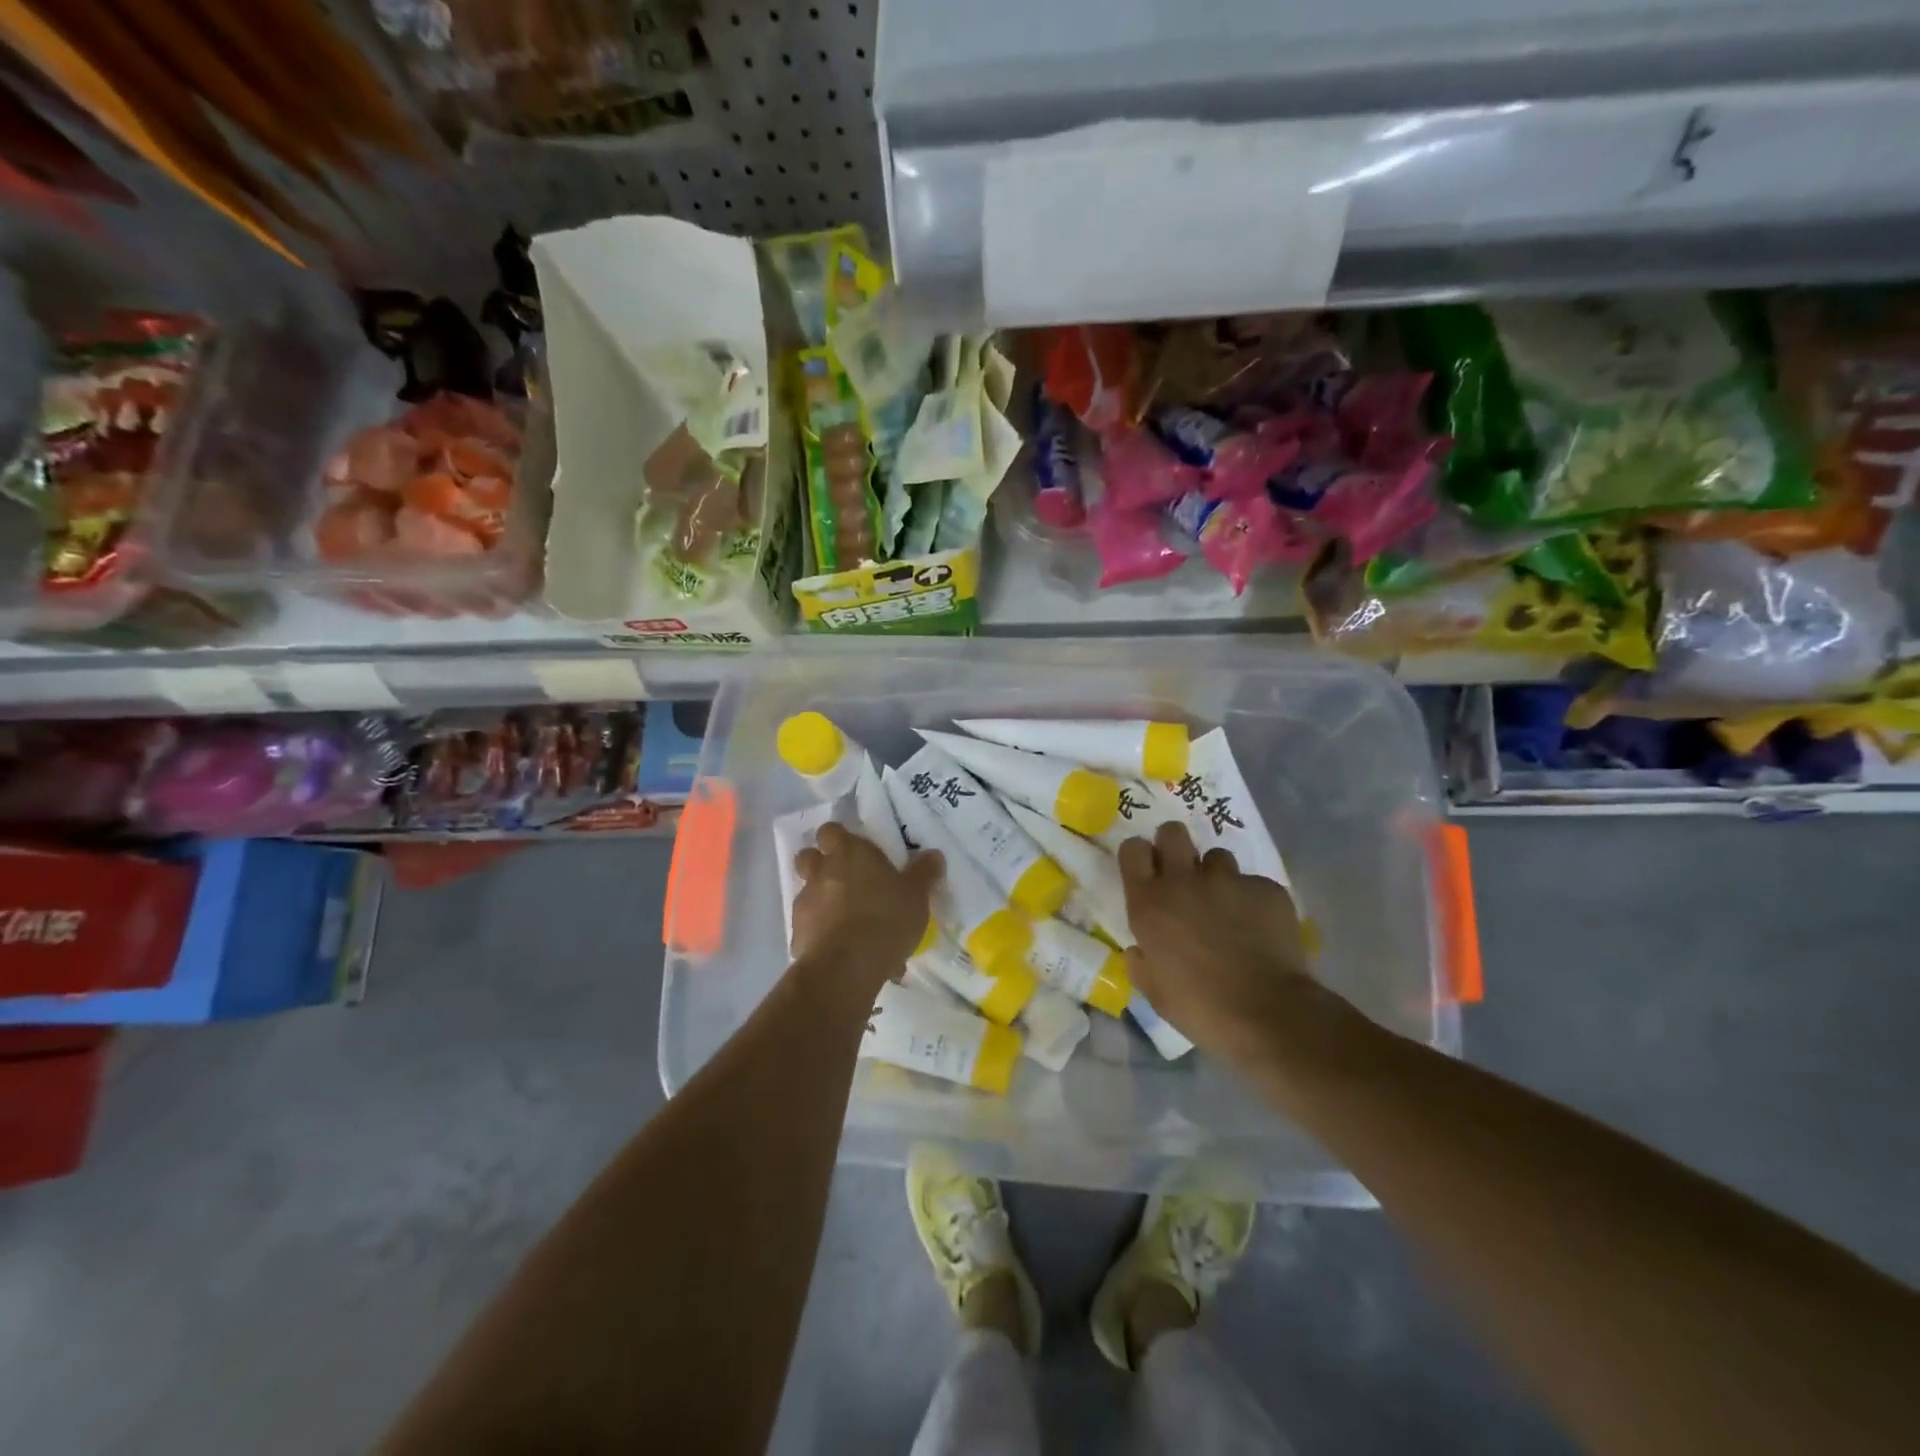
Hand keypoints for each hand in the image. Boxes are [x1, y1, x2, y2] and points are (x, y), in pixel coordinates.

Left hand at [791, 822, 941, 986]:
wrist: (846, 967)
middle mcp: (822, 871)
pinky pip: (810, 927)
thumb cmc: (885, 918)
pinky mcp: (797, 934)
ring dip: (823, 901)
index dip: (838, 838)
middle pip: (809, 856)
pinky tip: (846, 950)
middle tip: (846, 879)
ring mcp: (805, 903)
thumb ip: (924, 872)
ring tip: (849, 921)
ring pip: (808, 893)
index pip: (831, 830)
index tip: (853, 849)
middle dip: (821, 864)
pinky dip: (823, 933)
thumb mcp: (916, 895)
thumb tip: (933, 855)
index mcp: (849, 853)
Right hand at [1119, 820, 1324, 1067]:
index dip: (1139, 856)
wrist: (1269, 1014)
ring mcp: (1229, 881)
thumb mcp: (1154, 992)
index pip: (1133, 849)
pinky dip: (1253, 900)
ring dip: (1217, 876)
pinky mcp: (1267, 889)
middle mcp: (1184, 881)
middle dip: (1175, 846)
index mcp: (1149, 903)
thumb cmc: (1200, 1008)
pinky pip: (1254, 884)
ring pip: (1218, 857)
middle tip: (1183, 874)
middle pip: (1173, 832)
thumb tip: (1140, 950)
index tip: (1146, 871)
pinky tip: (1260, 928)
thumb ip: (1141, 963)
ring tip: (1227, 906)